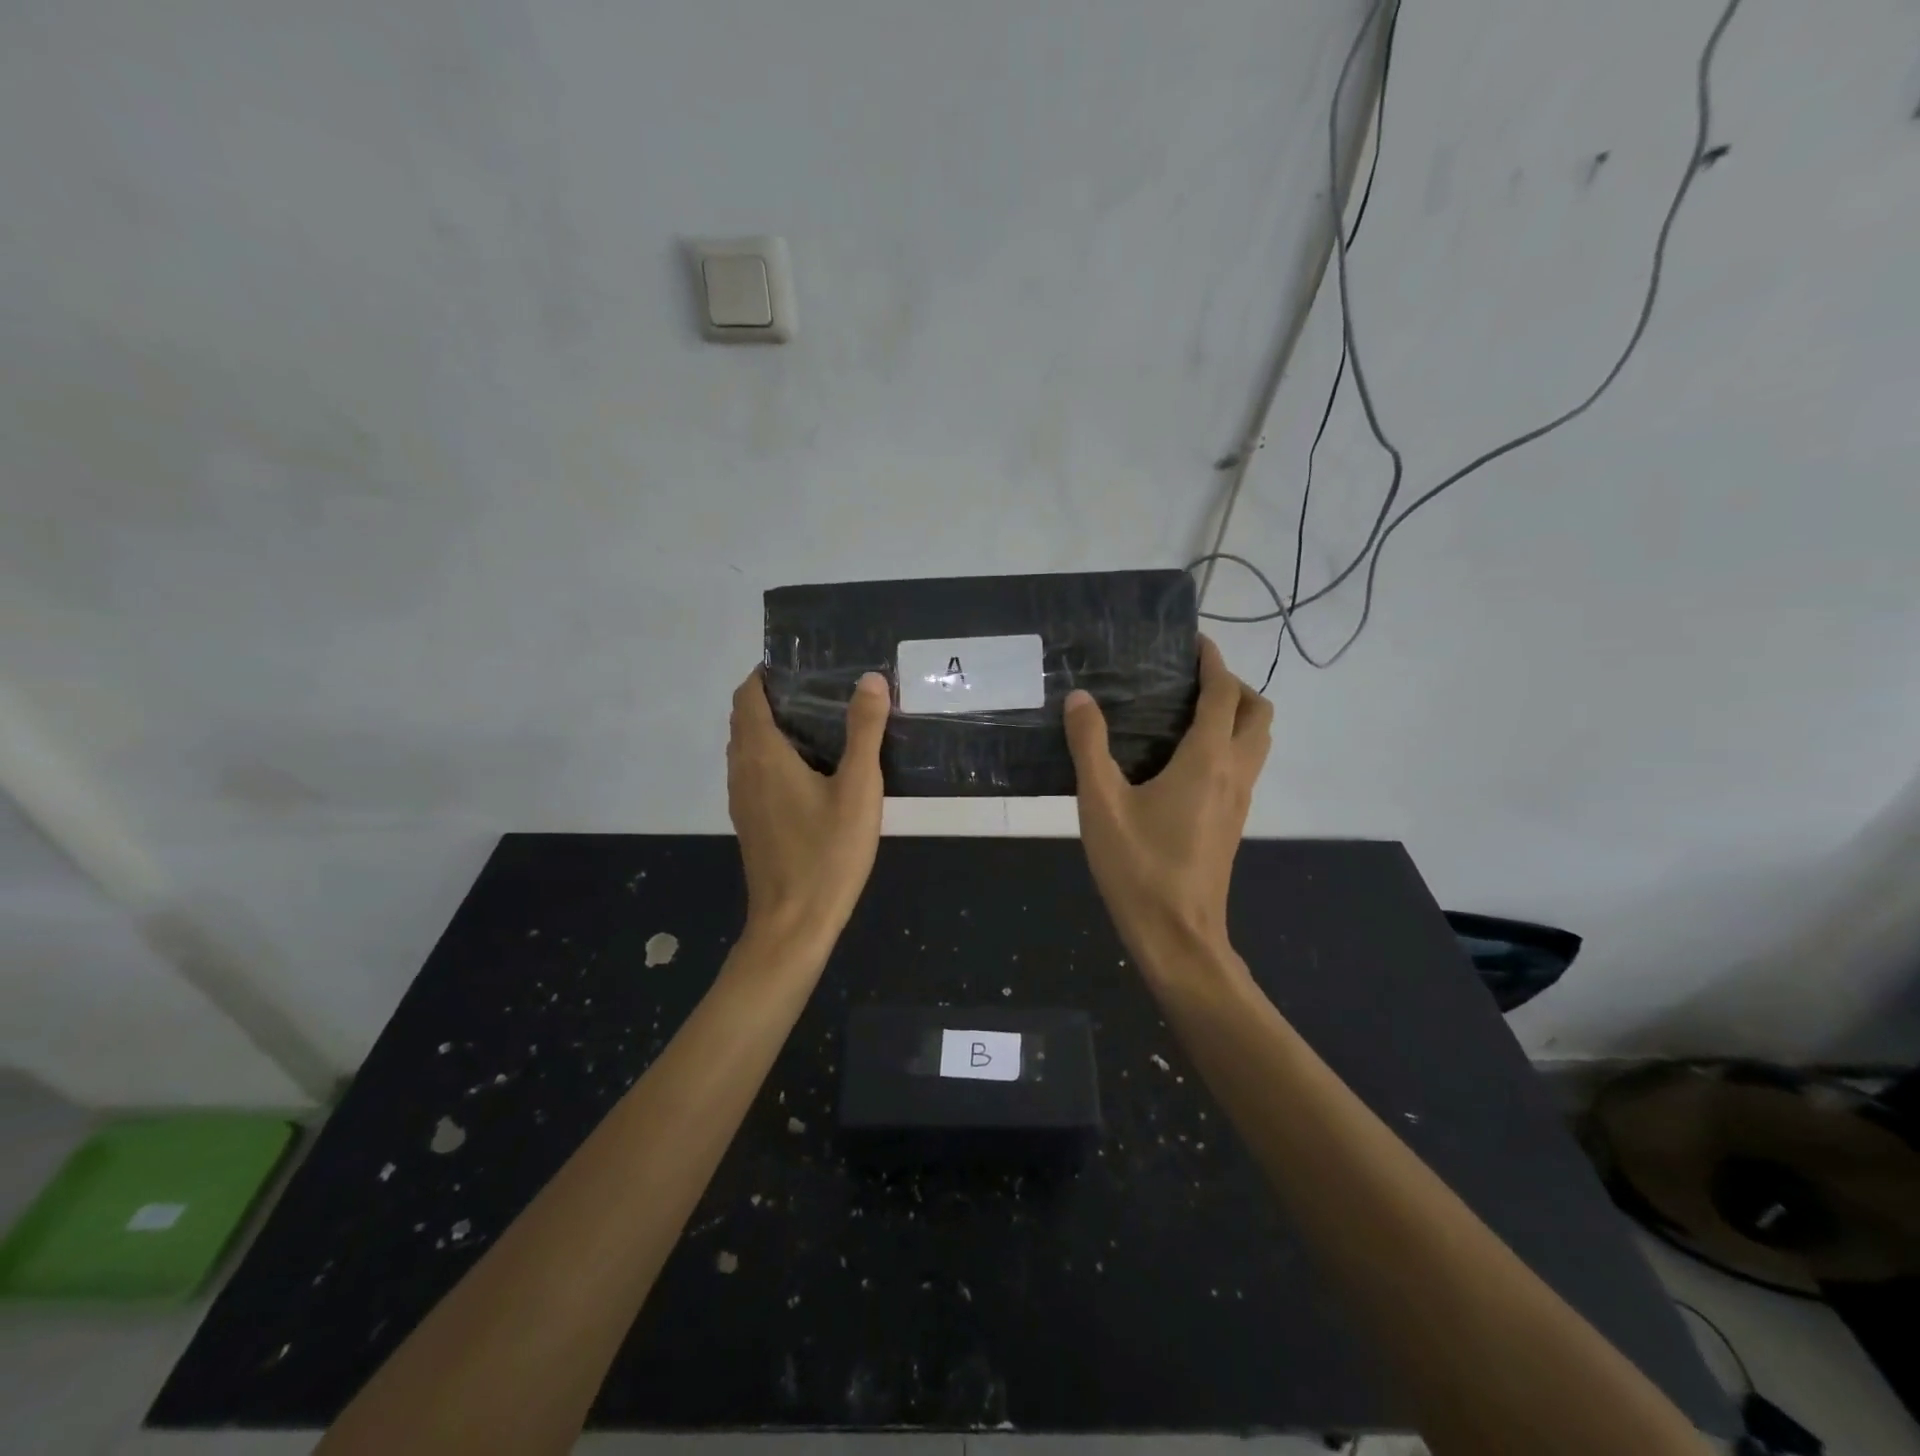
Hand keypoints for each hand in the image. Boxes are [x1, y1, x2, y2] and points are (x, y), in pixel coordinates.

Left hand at [727, 667, 889, 950]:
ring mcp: (742, 798)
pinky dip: (772, 755)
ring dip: (772, 727)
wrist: (793, 922)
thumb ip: (864, 731)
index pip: (748, 696)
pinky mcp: (750, 821)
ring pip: (747, 747)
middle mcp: (743, 770)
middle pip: (746, 719)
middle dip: (774, 697)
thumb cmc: (827, 853)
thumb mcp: (858, 788)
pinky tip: (811, 770)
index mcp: (763, 754)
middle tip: (820, 690)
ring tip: (819, 723)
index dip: (767, 674)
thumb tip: (870, 679)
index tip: (802, 665)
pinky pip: (754, 772)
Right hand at [1064, 636, 1271, 975]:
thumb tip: (1079, 699)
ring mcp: (1239, 799)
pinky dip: (1230, 744)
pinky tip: (1184, 759)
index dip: (1213, 662)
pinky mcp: (1232, 821)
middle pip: (1259, 713)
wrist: (1177, 935)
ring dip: (1237, 715)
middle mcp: (1235, 772)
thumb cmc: (1138, 867)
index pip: (1224, 693)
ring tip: (1188, 713)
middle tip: (1191, 681)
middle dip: (1234, 686)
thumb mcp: (1101, 803)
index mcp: (1207, 759)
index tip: (1194, 642)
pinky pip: (1245, 765)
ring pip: (1258, 741)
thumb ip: (1089, 746)